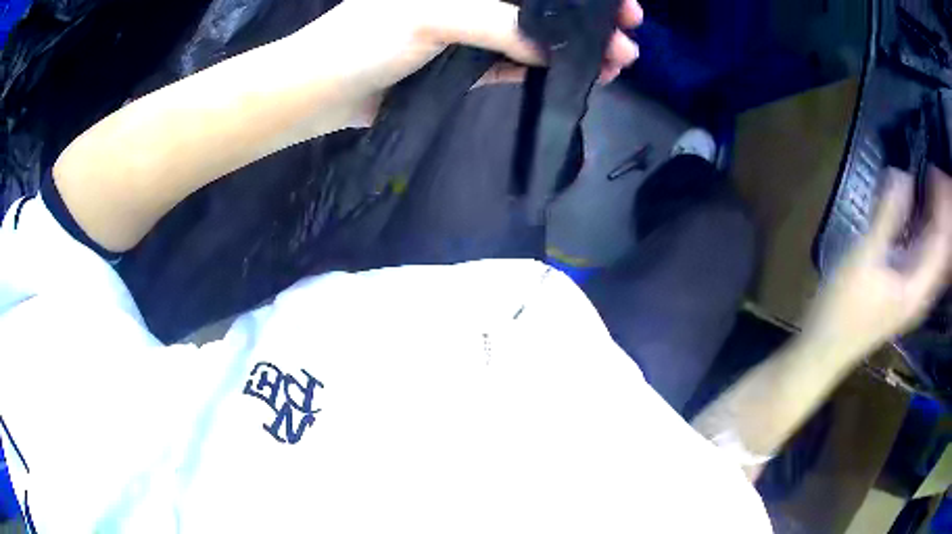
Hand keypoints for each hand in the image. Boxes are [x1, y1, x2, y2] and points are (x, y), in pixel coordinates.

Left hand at [296, 0, 642, 125]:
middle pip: (540, 4)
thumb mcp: (430, 17)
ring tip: (617, 62)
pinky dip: (544, 70)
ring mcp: (470, 31)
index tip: (619, 4)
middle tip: (628, 36)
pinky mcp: (465, 65)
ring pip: (534, 35)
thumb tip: (553, 47)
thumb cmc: (363, 40)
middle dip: (586, 19)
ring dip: (575, 48)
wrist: (324, 93)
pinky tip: (576, 76)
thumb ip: (493, 24)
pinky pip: (514, 64)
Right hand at [803, 168, 951, 357]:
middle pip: (938, 251)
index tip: (932, 177)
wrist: (823, 348)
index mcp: (918, 288)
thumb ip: (887, 216)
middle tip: (929, 179)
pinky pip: (919, 261)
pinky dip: (918, 239)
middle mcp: (920, 293)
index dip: (940, 211)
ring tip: (923, 194)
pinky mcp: (901, 294)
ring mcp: (910, 296)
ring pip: (929, 256)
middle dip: (937, 217)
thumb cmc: (844, 307)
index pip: (941, 245)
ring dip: (928, 227)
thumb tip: (903, 175)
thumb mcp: (865, 255)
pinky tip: (911, 221)